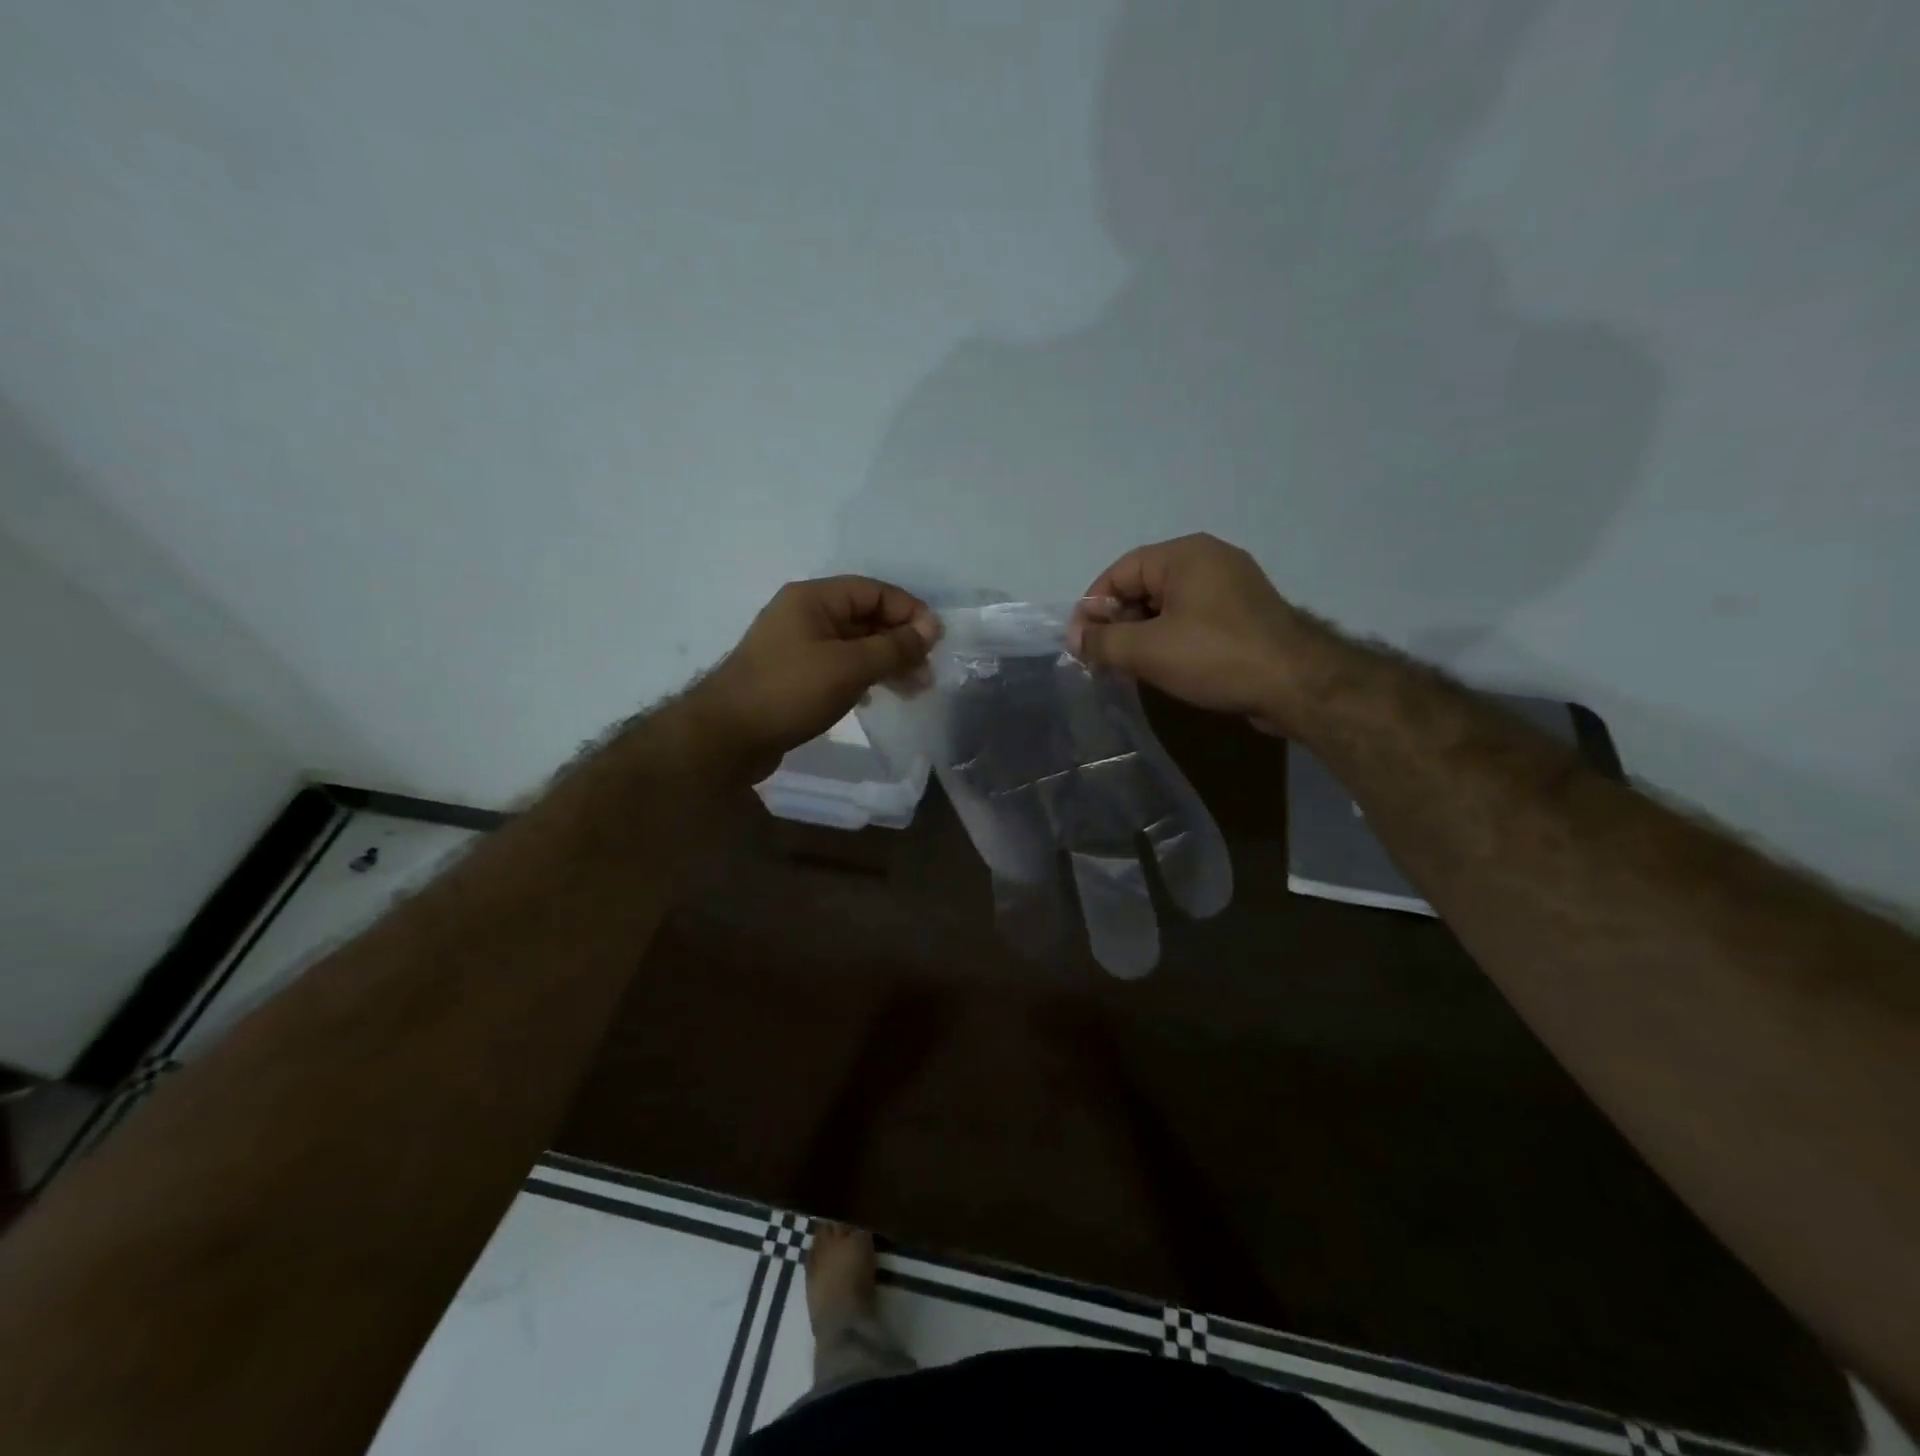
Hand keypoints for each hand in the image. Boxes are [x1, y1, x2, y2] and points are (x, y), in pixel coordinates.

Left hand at [687, 576, 936, 776]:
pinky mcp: (795, 675)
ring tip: (913, 689)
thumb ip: (894, 647)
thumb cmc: (790, 692)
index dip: (909, 611)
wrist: (727, 737)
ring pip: (854, 645)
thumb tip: (931, 628)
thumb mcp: (849, 667)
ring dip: (886, 662)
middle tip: (927, 672)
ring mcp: (797, 646)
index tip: (935, 640)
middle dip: (900, 641)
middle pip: (865, 617)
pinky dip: (864, 676)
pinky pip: (839, 666)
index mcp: (813, 599)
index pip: (873, 591)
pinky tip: (878, 696)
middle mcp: (804, 615)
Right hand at [1067, 534, 1325, 726]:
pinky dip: (1170, 640)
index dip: (1093, 606)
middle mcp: (1209, 560)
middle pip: (1143, 586)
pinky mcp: (1244, 615)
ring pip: (1167, 606)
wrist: (1297, 684)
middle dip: (1117, 623)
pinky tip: (1164, 669)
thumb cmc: (1215, 656)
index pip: (1120, 571)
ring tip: (1129, 669)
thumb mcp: (1147, 650)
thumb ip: (1103, 641)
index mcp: (1185, 554)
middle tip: (1103, 660)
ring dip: (1142, 635)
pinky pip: (1193, 620)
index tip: (1081, 644)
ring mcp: (1231, 587)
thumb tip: (1076, 639)